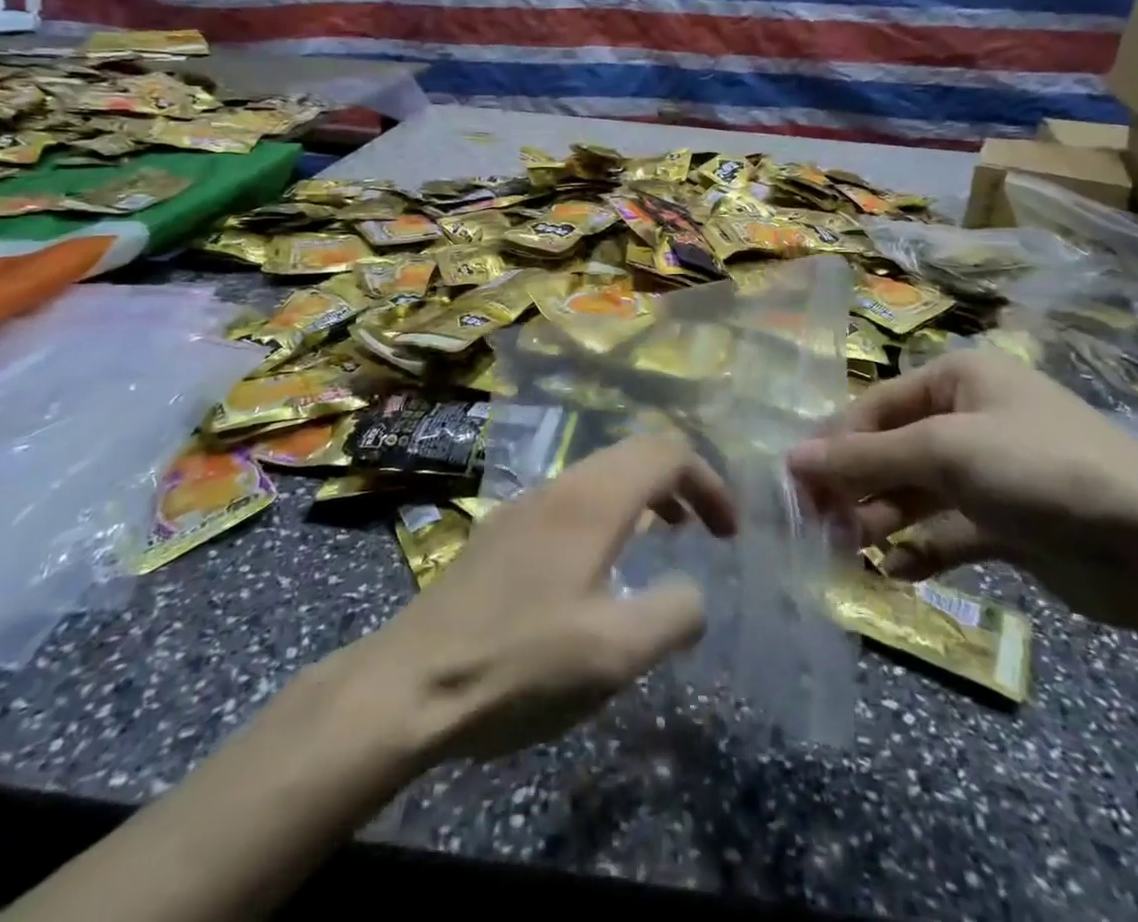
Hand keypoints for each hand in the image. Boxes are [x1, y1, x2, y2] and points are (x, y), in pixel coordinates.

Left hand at [349, 430, 735, 762]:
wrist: (409, 683)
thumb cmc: (520, 664)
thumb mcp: (615, 653)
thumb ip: (673, 614)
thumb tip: (694, 593)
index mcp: (592, 501)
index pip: (666, 454)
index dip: (709, 482)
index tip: (729, 532)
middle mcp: (560, 487)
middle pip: (634, 455)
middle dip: (680, 483)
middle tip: (704, 531)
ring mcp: (525, 506)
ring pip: (600, 476)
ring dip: (642, 497)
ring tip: (662, 540)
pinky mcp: (502, 532)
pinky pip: (572, 501)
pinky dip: (608, 514)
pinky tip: (599, 569)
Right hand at [788, 348, 1137, 641]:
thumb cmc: (1041, 471)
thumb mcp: (945, 453)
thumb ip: (865, 458)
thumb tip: (789, 459)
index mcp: (958, 378)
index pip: (875, 406)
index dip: (834, 444)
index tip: (794, 486)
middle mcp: (971, 416)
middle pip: (892, 450)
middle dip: (855, 488)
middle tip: (816, 529)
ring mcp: (991, 471)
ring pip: (916, 493)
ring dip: (881, 521)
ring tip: (847, 555)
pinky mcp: (1008, 522)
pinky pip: (947, 531)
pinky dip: (919, 550)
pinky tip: (892, 572)